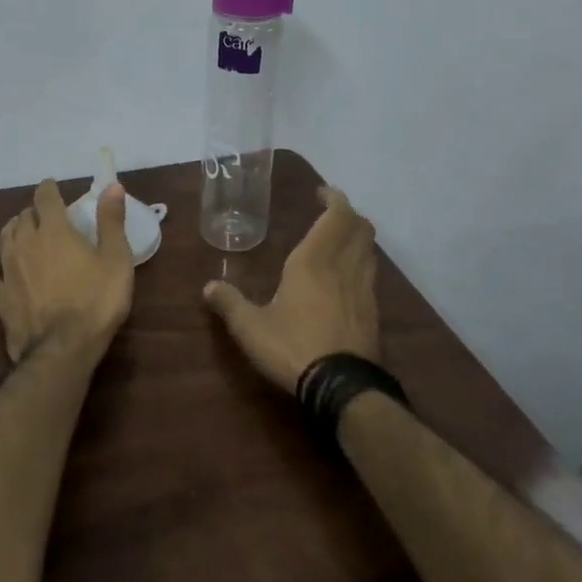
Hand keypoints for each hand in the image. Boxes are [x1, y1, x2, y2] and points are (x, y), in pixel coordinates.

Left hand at [0, 179, 134, 362]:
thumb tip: (111, 186)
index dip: (49, 189)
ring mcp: (8, 269)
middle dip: (34, 212)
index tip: (52, 186)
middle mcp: (26, 243)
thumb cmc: (96, 301)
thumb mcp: (116, 259)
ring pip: (4, 238)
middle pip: (24, 217)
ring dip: (12, 229)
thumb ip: (111, 221)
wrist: (63, 348)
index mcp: (55, 230)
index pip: (46, 198)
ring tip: (19, 228)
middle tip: (46, 216)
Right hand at [203, 185, 379, 394]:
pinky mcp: (373, 313)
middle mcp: (343, 267)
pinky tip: (345, 278)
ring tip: (337, 241)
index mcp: (313, 261)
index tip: (321, 193)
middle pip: (360, 228)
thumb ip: (229, 304)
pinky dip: (361, 263)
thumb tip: (208, 287)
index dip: (334, 198)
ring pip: (369, 250)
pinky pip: (370, 274)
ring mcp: (364, 290)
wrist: (342, 388)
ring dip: (357, 238)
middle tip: (328, 213)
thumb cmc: (293, 348)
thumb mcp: (251, 328)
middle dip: (348, 215)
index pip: (336, 216)